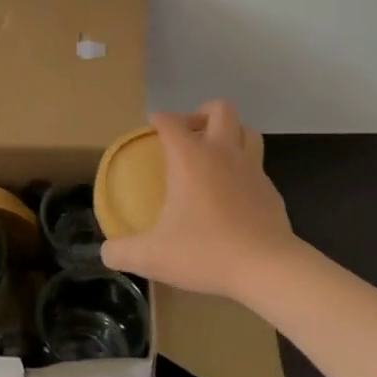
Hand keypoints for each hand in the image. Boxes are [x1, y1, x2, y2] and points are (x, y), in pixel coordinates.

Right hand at [100, 100, 296, 303]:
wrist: (267, 267)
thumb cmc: (206, 251)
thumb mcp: (153, 256)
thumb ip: (123, 252)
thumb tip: (106, 252)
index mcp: (190, 157)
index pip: (171, 122)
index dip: (159, 120)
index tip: (152, 127)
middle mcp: (222, 152)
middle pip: (219, 109)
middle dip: (202, 113)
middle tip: (189, 135)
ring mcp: (251, 168)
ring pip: (246, 130)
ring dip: (230, 133)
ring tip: (214, 154)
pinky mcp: (271, 189)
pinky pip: (257, 165)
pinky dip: (244, 169)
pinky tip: (234, 193)